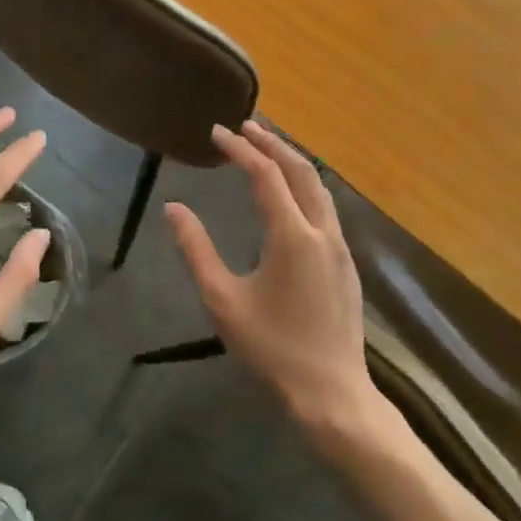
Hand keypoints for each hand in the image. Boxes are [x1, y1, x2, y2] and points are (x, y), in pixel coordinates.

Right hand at [166, 122, 374, 427]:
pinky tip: (290, 192)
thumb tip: (174, 208)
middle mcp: (322, 231)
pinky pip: (326, 206)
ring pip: (319, 186)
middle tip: (245, 126)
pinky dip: (305, 184)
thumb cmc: (272, 349)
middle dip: (272, 143)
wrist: (333, 394)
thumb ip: (196, 250)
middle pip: (300, 170)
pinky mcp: (347, 262)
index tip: (217, 132)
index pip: (266, 175)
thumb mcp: (222, 300)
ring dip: (292, 161)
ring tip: (266, 148)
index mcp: (292, 236)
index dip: (240, 149)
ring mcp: (341, 246)